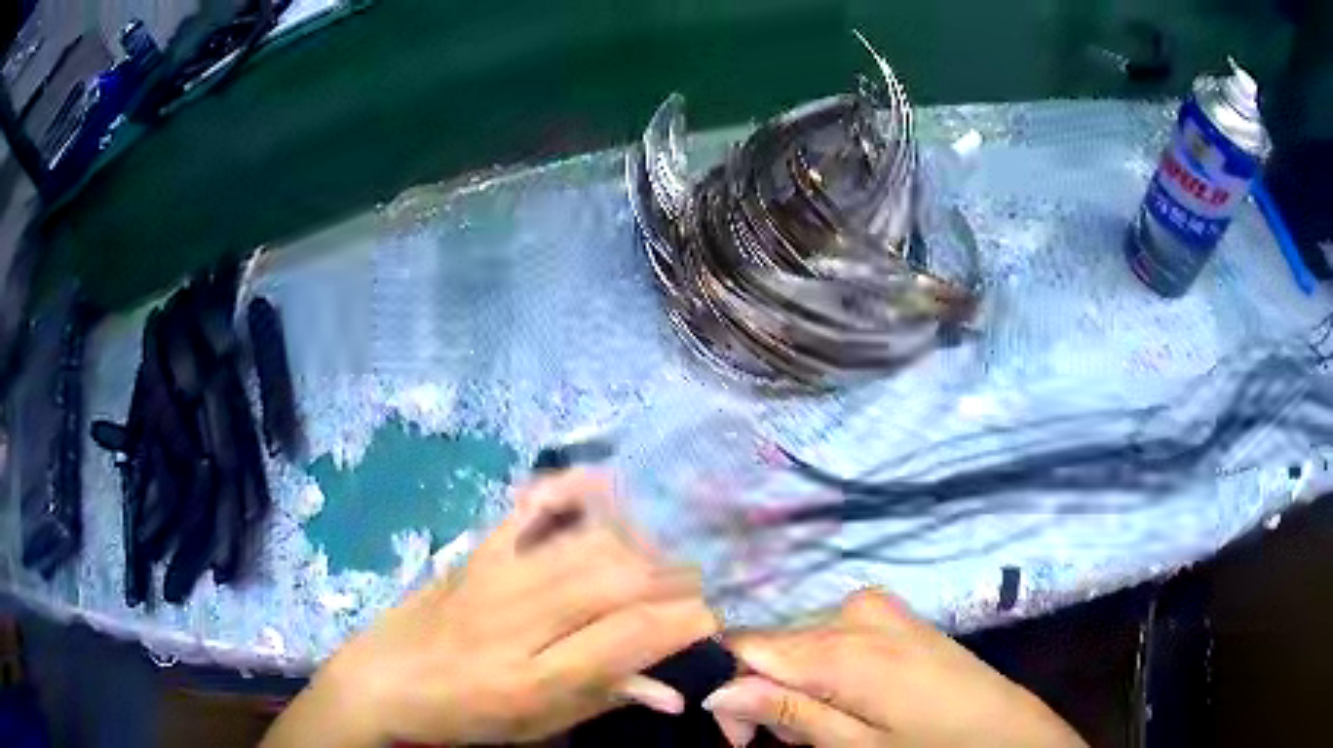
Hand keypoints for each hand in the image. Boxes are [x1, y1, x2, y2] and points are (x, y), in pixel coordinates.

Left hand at [263, 470, 718, 746]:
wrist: (383, 683)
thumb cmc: (463, 719)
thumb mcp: (536, 729)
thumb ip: (604, 700)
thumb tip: (673, 688)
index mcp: (532, 680)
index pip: (630, 638)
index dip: (686, 623)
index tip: (711, 621)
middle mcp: (517, 621)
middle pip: (616, 580)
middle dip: (674, 579)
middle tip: (697, 590)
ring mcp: (492, 579)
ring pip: (585, 544)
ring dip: (639, 546)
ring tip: (663, 560)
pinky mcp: (474, 553)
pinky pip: (526, 510)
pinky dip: (567, 491)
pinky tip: (602, 484)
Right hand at [704, 590, 1086, 747]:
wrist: (1004, 728)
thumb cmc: (928, 745)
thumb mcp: (853, 746)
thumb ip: (785, 711)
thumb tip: (714, 691)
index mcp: (840, 647)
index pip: (744, 646)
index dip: (725, 688)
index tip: (738, 735)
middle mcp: (851, 611)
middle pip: (772, 646)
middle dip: (763, 693)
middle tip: (790, 740)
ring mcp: (876, 607)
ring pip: (799, 642)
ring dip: (794, 684)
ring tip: (825, 725)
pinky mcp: (893, 613)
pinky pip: (831, 634)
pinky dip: (822, 669)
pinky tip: (847, 697)